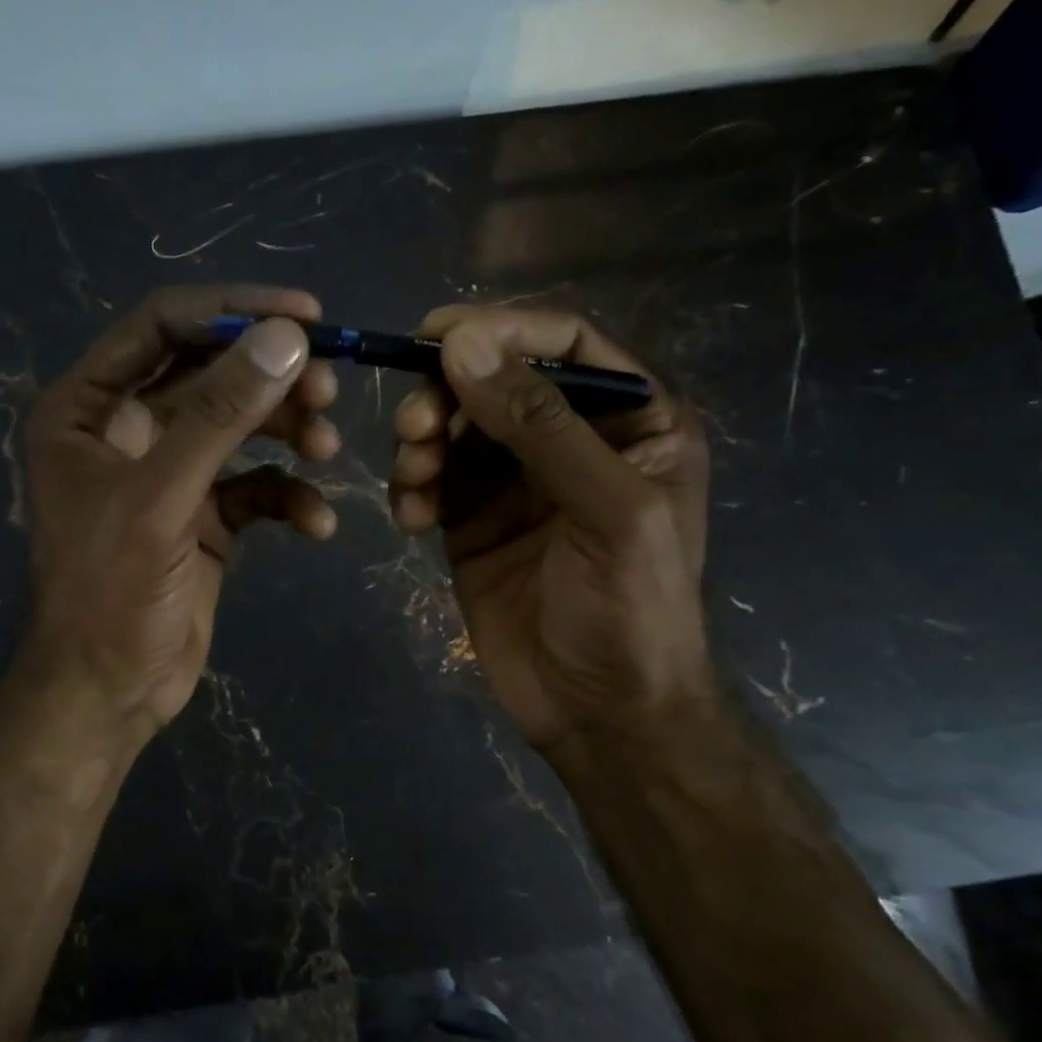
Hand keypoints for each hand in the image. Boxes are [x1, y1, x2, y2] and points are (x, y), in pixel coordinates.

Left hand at [21, 286, 340, 740]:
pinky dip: (288, 498)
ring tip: (327, 452)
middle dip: (270, 379)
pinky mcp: (204, 516)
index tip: (306, 313)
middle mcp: (126, 430)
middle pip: (210, 374)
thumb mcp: (162, 497)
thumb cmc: (109, 592)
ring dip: (288, 433)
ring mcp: (169, 474)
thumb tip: (287, 337)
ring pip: (240, 428)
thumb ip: (220, 415)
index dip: (232, 311)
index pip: (162, 326)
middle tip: (328, 388)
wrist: (110, 692)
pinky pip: (255, 487)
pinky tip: (316, 525)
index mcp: (88, 407)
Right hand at [388, 306, 712, 753]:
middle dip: (448, 395)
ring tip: (414, 480)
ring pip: (454, 428)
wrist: (601, 714)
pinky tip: (410, 519)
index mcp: (631, 422)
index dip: (502, 328)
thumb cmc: (630, 610)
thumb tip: (462, 343)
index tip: (435, 334)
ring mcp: (515, 482)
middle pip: (496, 381)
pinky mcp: (471, 521)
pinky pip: (431, 480)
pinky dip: (411, 488)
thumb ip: (539, 424)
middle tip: (415, 427)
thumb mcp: (606, 509)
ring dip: (422, 443)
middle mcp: (570, 441)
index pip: (565, 343)